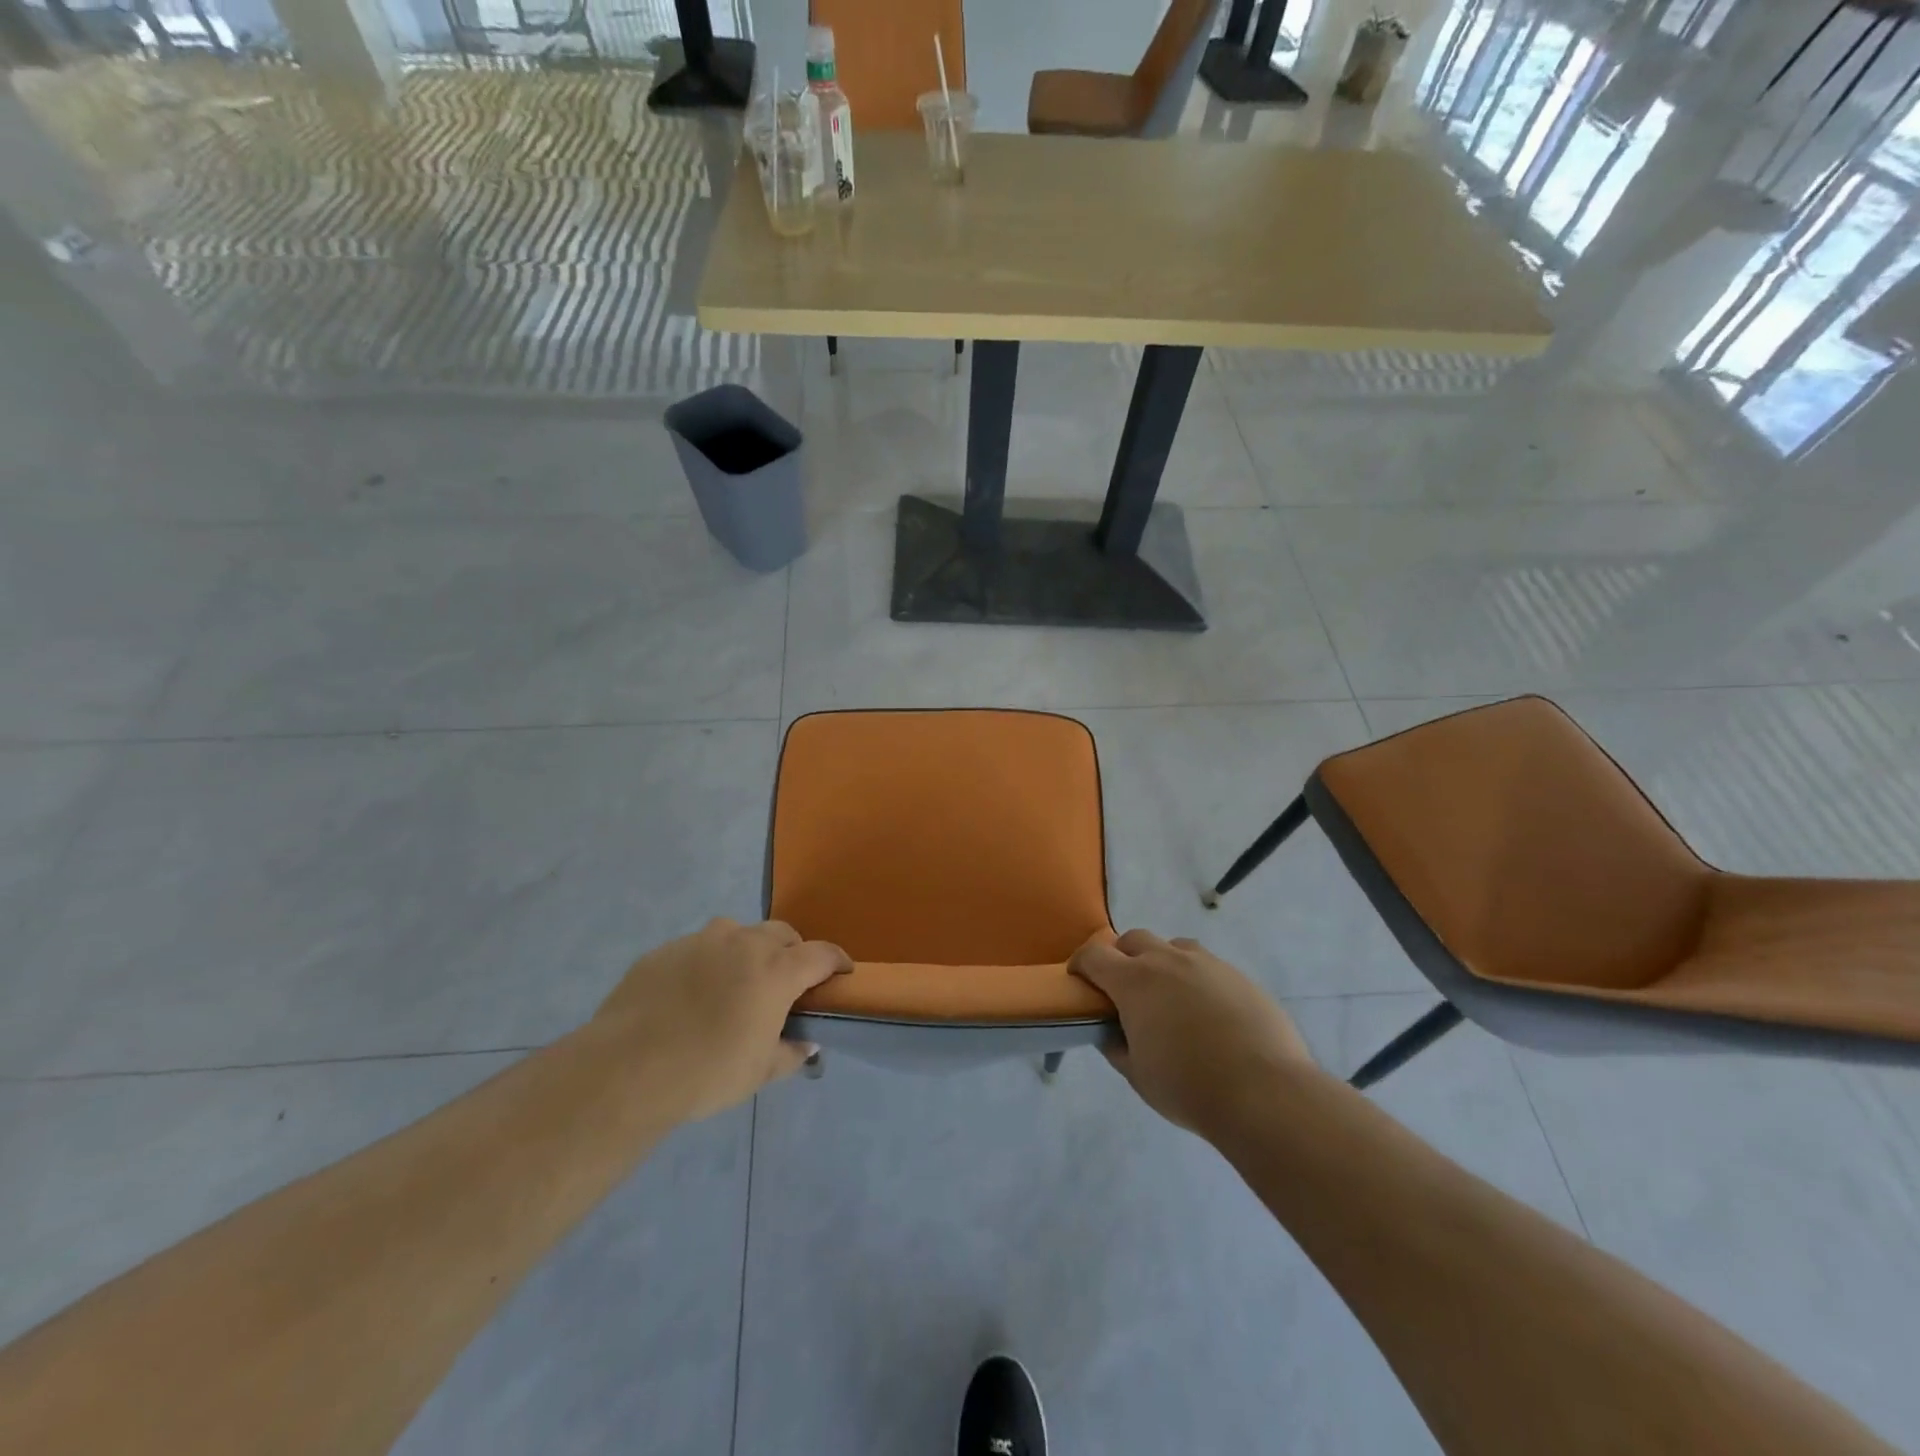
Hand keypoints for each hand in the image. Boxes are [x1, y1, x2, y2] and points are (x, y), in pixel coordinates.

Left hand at [594, 918, 849, 1121]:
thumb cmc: (706, 1072)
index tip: (842, 973)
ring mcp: (701, 941)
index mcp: (776, 970)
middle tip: (786, 981)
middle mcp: (744, 943)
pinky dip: (707, 963)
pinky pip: (698, 948)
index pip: (821, 954)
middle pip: (781, 934)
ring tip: (736, 983)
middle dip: (792, 951)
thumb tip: (805, 1044)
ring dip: (748, 950)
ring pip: (738, 933)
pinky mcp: (665, 950)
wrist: (626, 1068)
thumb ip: (789, 1053)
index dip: (836, 961)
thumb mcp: (758, 1073)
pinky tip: (691, 995)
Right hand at [1071, 930, 1313, 1137]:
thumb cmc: (1188, 1087)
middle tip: (1124, 989)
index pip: (1094, 954)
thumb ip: (1116, 1045)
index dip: (1081, 963)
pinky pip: (1207, 966)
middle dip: (1121, 957)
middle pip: (1133, 940)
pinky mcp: (1238, 976)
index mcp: (1134, 981)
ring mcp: (1207, 964)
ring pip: (1173, 947)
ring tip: (1169, 996)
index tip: (1079, 980)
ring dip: (1161, 962)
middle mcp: (1167, 960)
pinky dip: (1196, 979)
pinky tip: (1207, 1013)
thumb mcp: (1137, 1074)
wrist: (1265, 1093)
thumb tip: (1109, 1031)